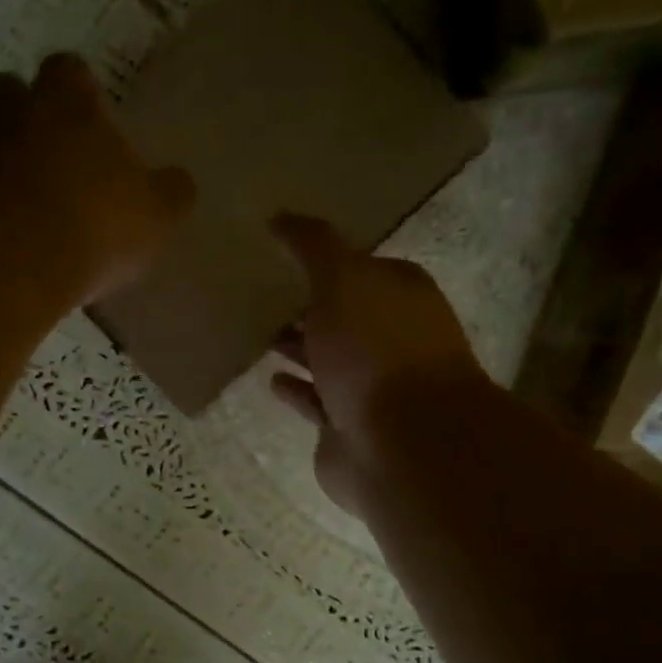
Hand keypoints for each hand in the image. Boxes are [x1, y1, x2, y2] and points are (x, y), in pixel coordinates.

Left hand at [0, 55, 194, 303]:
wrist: (2, 258)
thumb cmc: (91, 228)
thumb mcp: (154, 218)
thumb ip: (170, 194)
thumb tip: (180, 183)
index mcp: (68, 104)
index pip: (69, 70)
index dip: (75, 90)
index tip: (81, 116)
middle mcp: (7, 104)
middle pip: (8, 90)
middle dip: (19, 115)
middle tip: (36, 156)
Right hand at [269, 214, 485, 516]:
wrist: (403, 446)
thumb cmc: (377, 351)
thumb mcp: (344, 279)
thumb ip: (314, 245)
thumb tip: (281, 216)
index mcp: (400, 295)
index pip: (361, 267)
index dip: (325, 259)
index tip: (281, 253)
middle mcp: (391, 338)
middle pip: (344, 315)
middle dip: (308, 305)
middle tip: (259, 293)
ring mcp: (373, 387)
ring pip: (329, 360)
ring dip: (300, 347)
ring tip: (258, 333)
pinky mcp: (350, 428)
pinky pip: (317, 401)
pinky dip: (297, 390)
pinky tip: (271, 380)